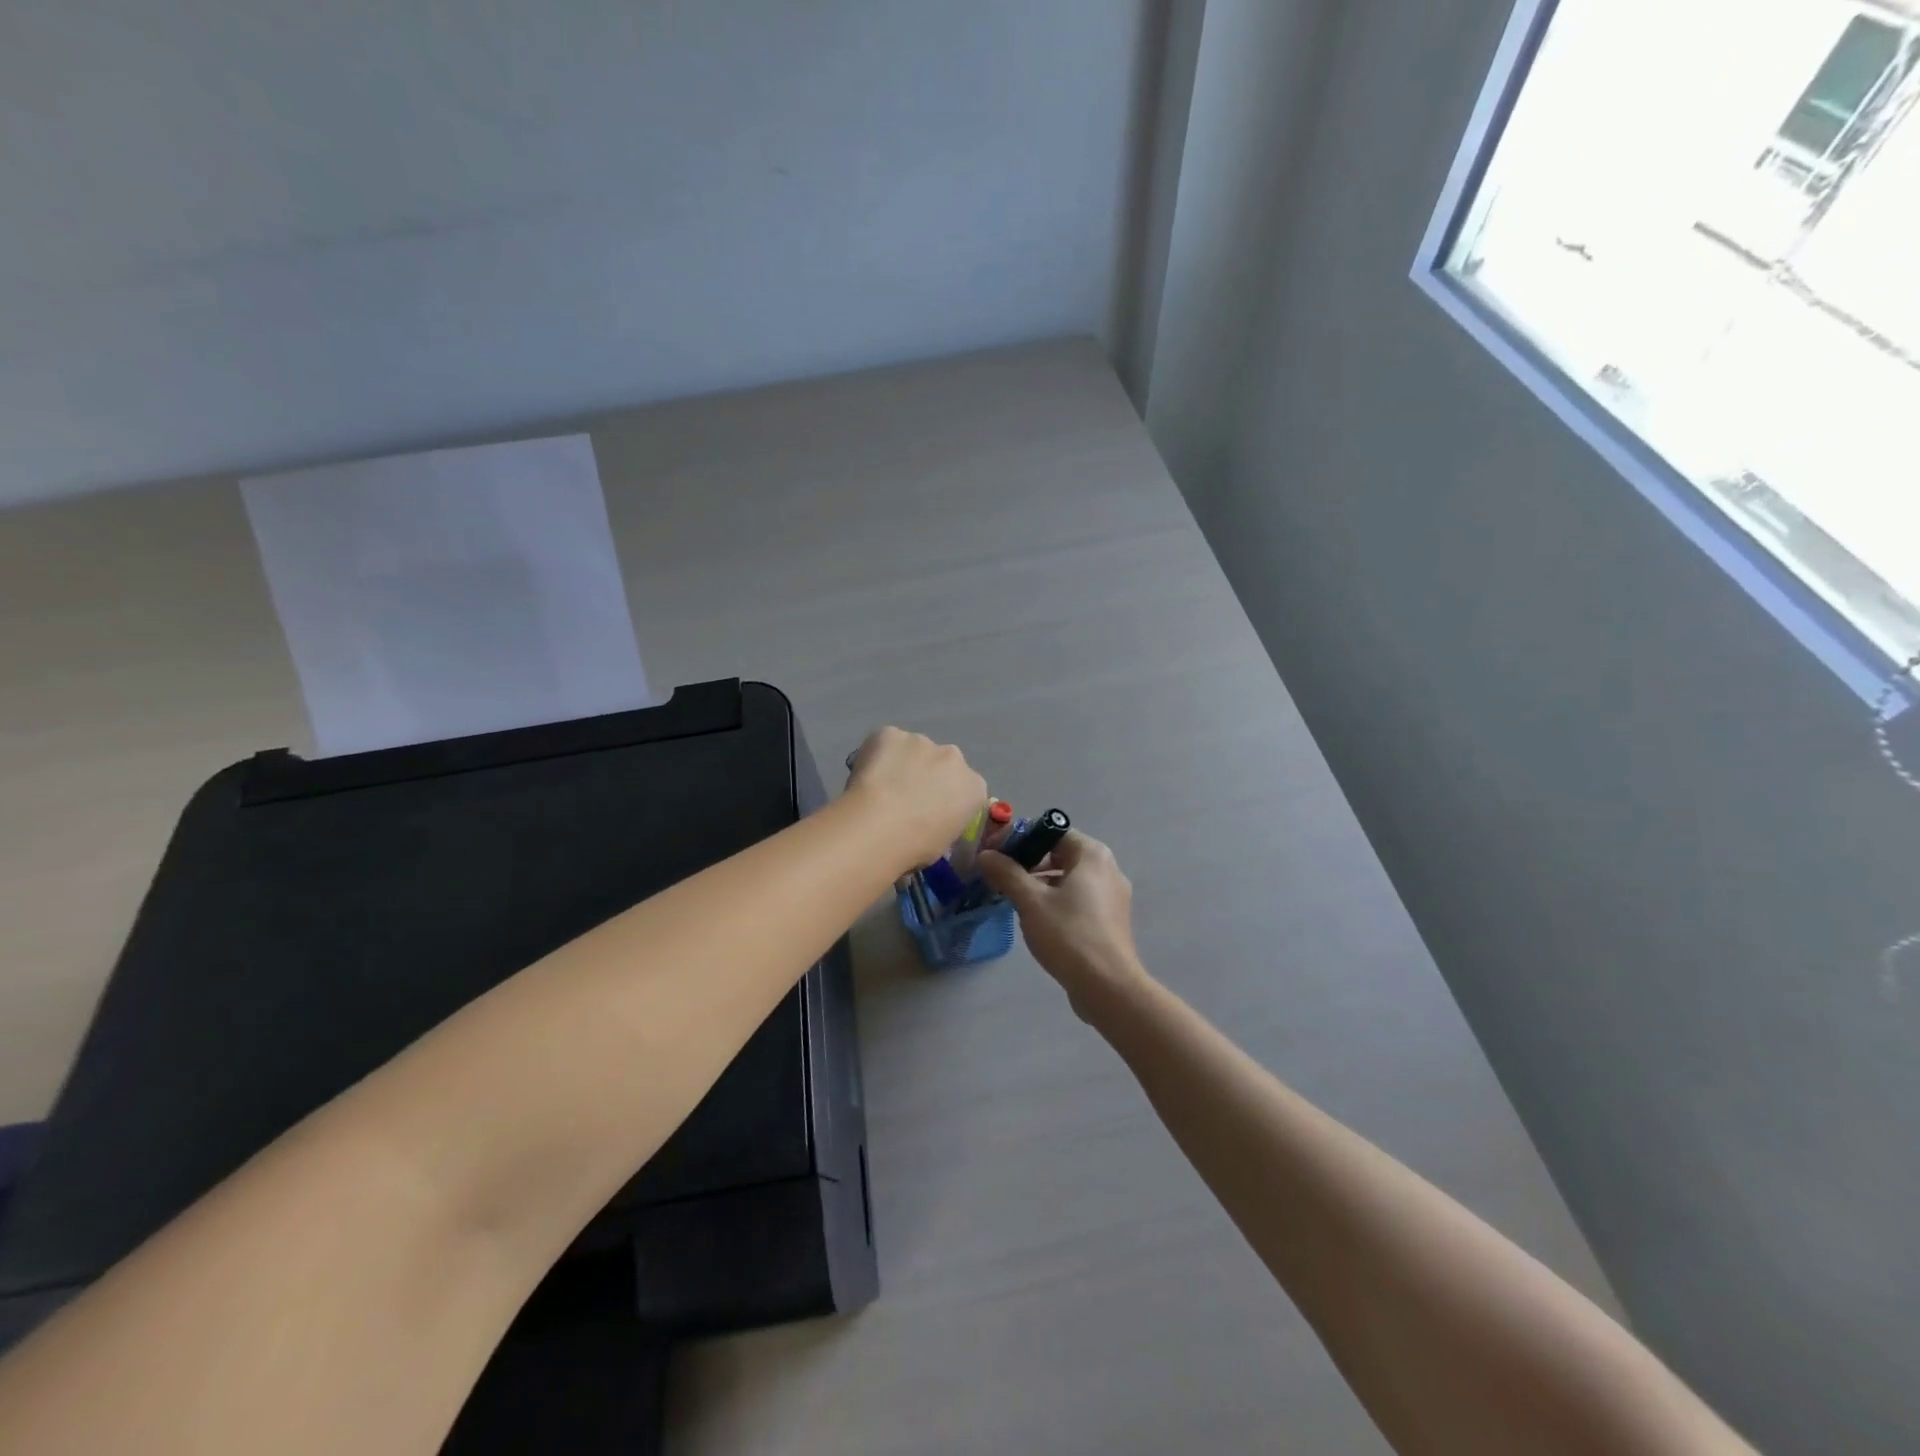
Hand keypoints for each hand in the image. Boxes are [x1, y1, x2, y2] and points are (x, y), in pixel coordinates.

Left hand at [845, 727, 987, 870]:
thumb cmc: (916, 847)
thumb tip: (929, 822)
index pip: (965, 790)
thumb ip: (944, 822)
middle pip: (941, 764)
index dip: (946, 800)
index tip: (929, 814)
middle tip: (903, 800)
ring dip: (901, 764)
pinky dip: (875, 755)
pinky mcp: (890, 733)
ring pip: (912, 750)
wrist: (880, 826)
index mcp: (974, 787)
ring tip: (879, 789)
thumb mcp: (943, 843)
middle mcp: (954, 757)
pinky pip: (884, 742)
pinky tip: (865, 776)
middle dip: (926, 776)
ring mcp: (922, 741)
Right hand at [977, 831, 1149, 1017]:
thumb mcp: (1030, 901)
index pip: (1052, 831)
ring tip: (1013, 900)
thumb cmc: (1069, 934)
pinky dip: (1056, 901)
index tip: (996, 855)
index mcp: (1093, 855)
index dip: (1022, 839)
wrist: (1107, 986)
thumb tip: (985, 855)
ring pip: (1068, 879)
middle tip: (1000, 878)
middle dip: (1029, 864)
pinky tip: (1036, 920)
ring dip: (1040, 884)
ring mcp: (1112, 896)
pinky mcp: (1110, 920)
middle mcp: (1108, 869)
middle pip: (1061, 854)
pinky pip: (1078, 900)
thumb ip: (1007, 873)